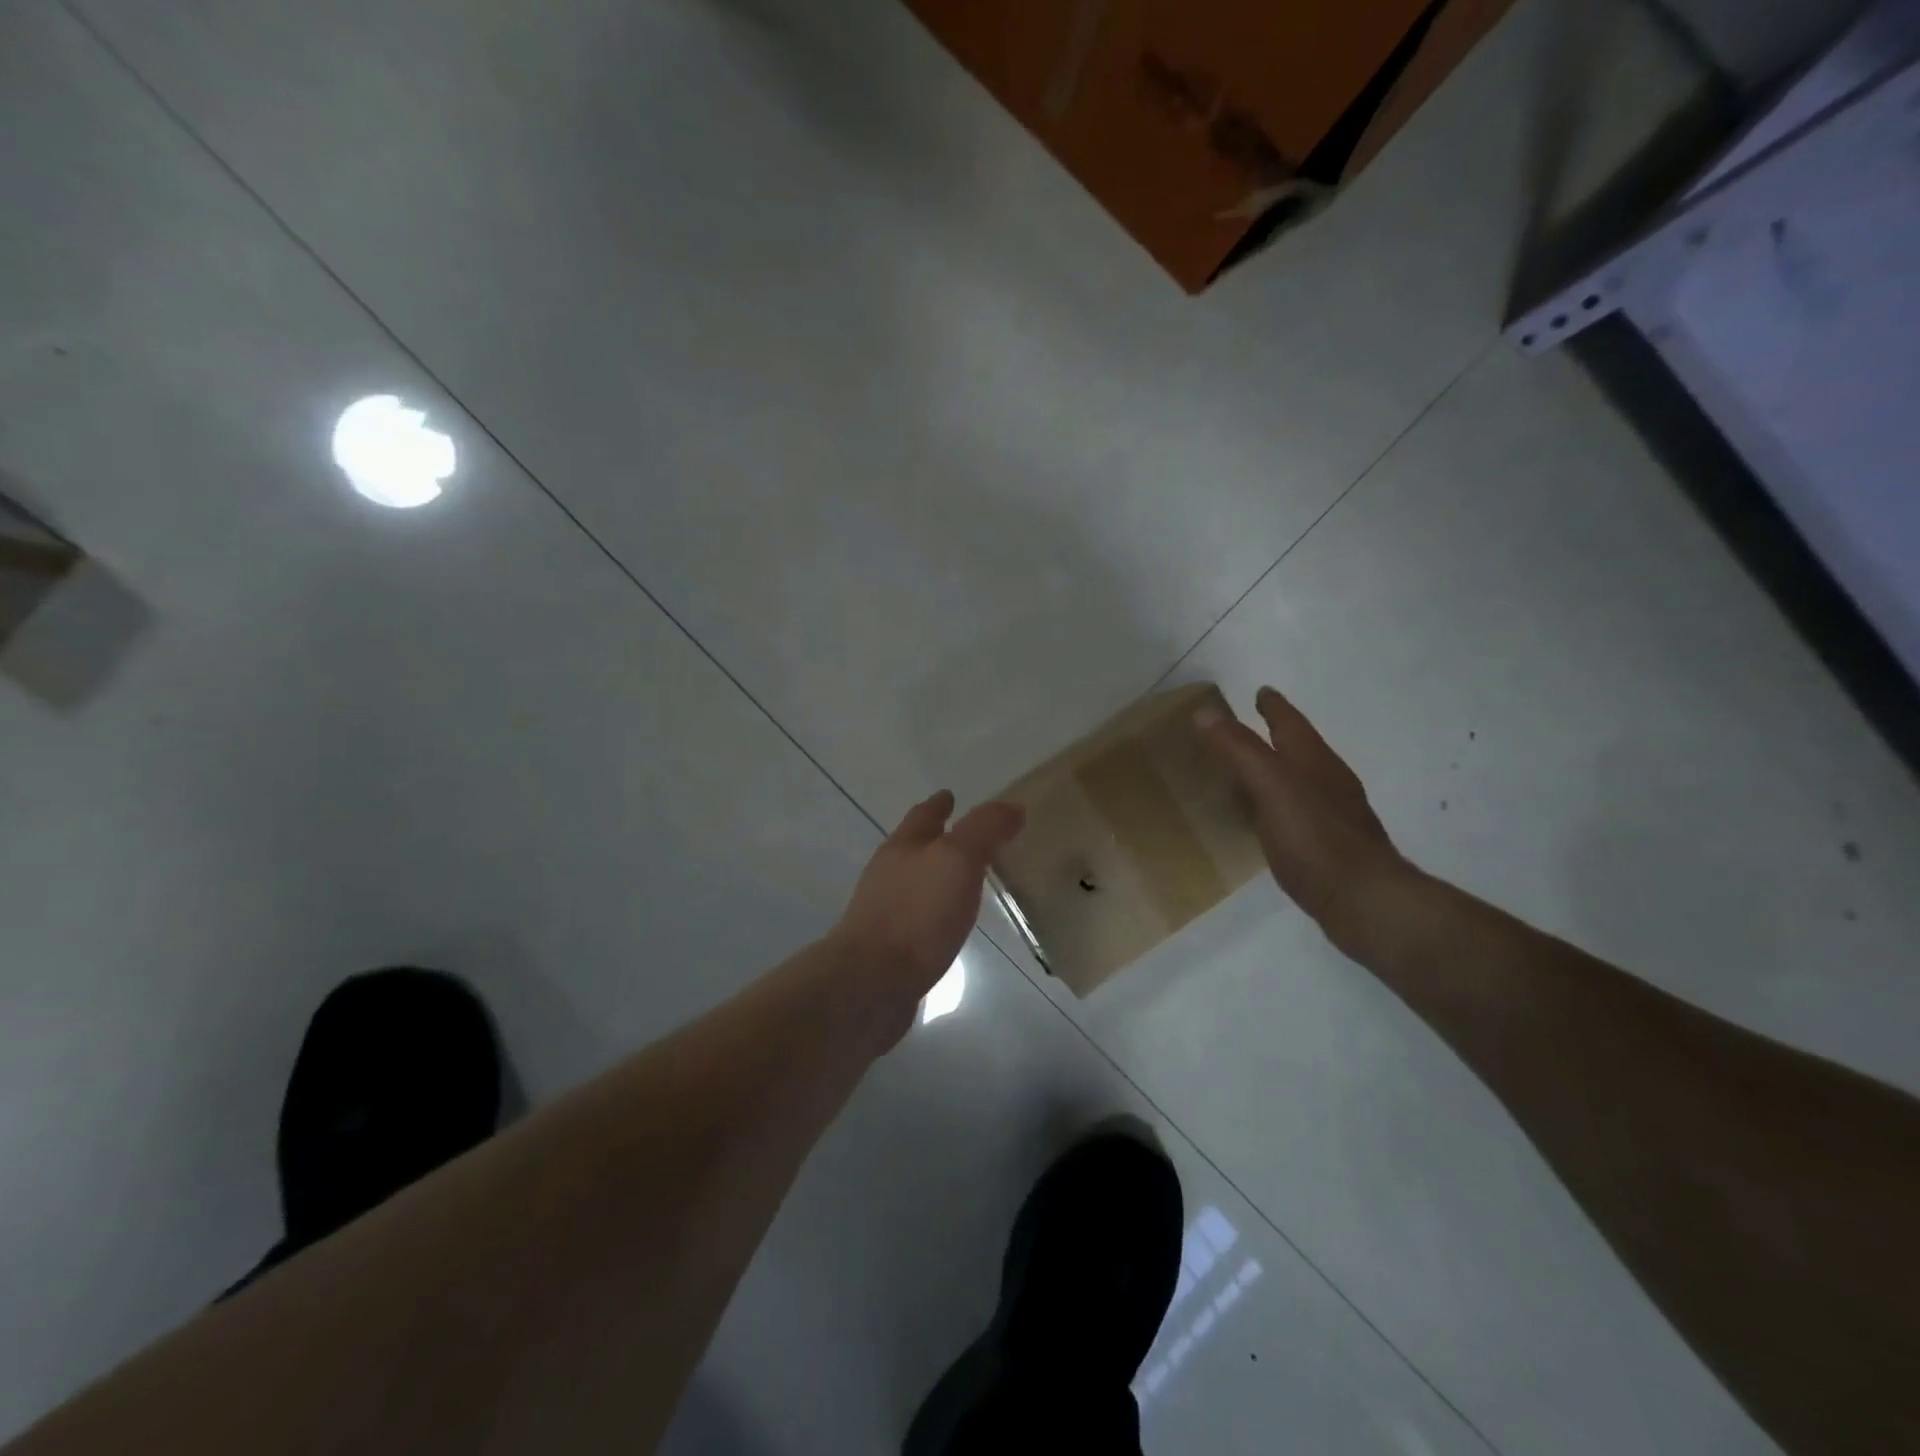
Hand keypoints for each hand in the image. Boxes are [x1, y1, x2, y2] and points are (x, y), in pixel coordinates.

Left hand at [832, 790, 1025, 997]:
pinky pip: (920, 918)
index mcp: (903, 846)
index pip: (924, 815)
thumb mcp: (957, 859)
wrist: (872, 983)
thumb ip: (984, 830)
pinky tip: (950, 924)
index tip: (951, 795)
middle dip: (938, 838)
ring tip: (967, 879)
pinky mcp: (891, 947)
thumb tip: (1012, 807)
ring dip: (939, 876)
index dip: (940, 804)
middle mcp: (890, 874)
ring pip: (917, 883)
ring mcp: (886, 911)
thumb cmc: (916, 912)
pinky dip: (937, 912)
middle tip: (969, 837)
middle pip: (915, 847)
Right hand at [1195, 687, 1409, 933]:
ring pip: (1300, 781)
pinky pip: (1298, 813)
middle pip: (1299, 749)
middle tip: (1248, 728)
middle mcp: (1328, 781)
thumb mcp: (1270, 785)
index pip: (1290, 723)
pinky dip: (1278, 805)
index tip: (1261, 691)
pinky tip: (1266, 820)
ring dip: (1277, 771)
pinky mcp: (1330, 846)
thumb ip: (1239, 749)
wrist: (1363, 899)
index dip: (1273, 707)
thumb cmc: (1314, 836)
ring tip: (1250, 772)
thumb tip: (1206, 711)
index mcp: (1313, 760)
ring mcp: (1334, 814)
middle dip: (1276, 736)